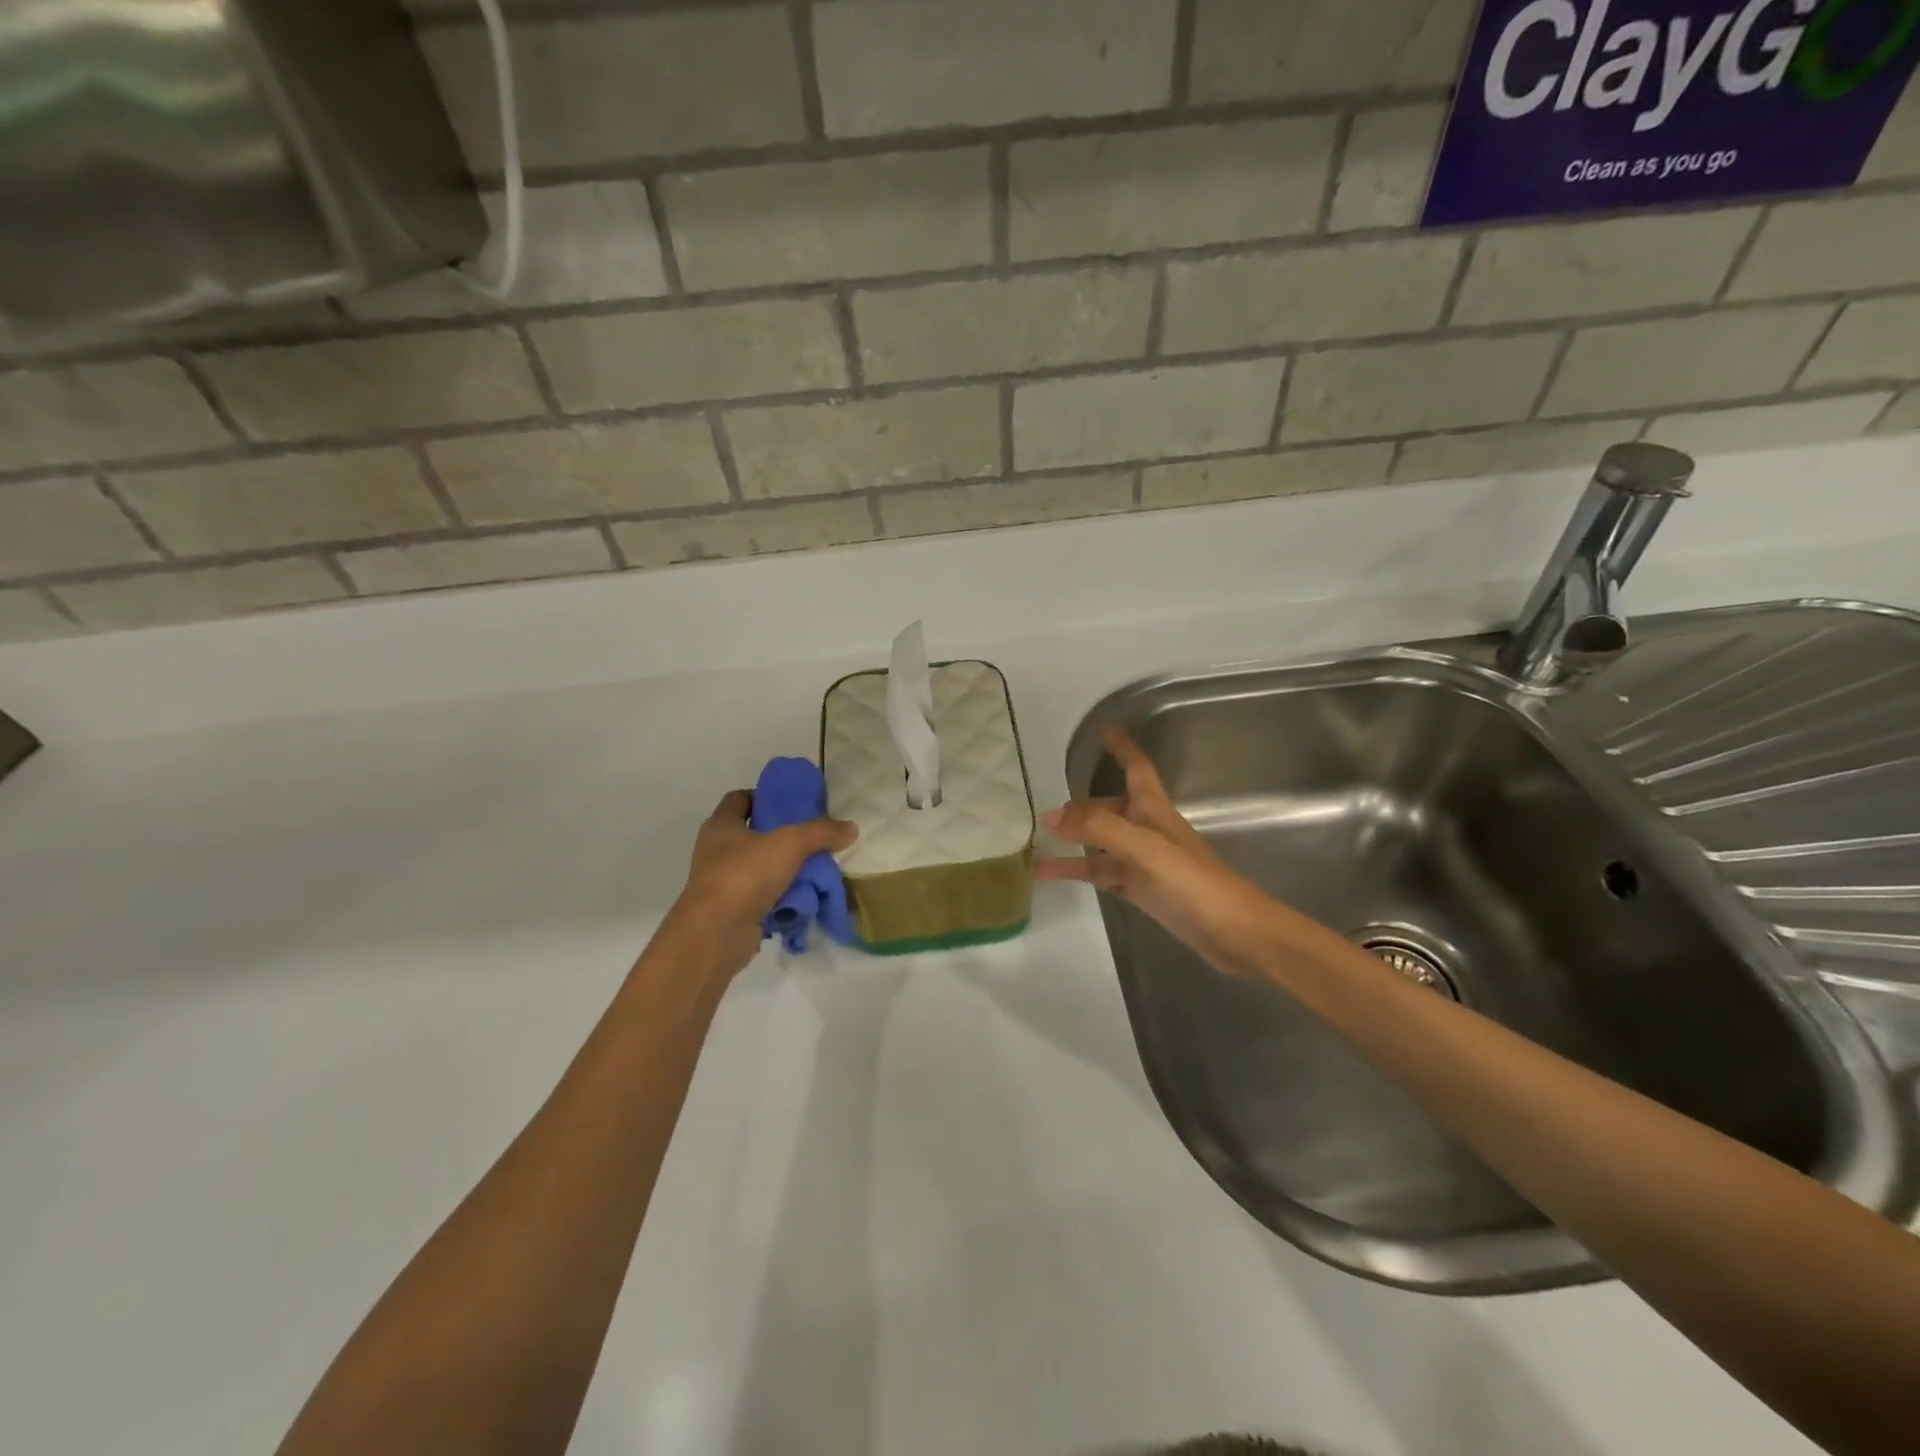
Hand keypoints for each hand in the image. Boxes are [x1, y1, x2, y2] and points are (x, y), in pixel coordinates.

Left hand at [670, 790, 857, 981]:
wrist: (715, 934)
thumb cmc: (745, 875)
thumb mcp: (790, 844)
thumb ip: (822, 832)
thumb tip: (851, 828)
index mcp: (721, 825)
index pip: (739, 799)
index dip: (764, 797)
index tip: (792, 804)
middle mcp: (717, 851)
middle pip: (753, 834)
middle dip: (783, 836)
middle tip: (813, 837)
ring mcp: (722, 883)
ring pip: (759, 867)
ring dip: (785, 869)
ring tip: (816, 868)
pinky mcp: (732, 910)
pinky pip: (762, 897)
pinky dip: (781, 897)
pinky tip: (806, 897)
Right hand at [1037, 727, 1279, 974]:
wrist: (1232, 932)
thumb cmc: (1192, 881)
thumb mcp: (1142, 847)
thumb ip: (1097, 828)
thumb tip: (1050, 816)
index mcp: (1153, 809)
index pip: (1136, 767)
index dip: (1122, 747)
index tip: (1104, 729)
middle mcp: (1147, 829)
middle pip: (1110, 807)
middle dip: (1082, 805)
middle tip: (1048, 811)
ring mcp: (1144, 860)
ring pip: (1101, 842)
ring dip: (1073, 840)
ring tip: (1038, 841)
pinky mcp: (1142, 889)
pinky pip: (1101, 872)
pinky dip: (1076, 870)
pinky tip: (1049, 873)